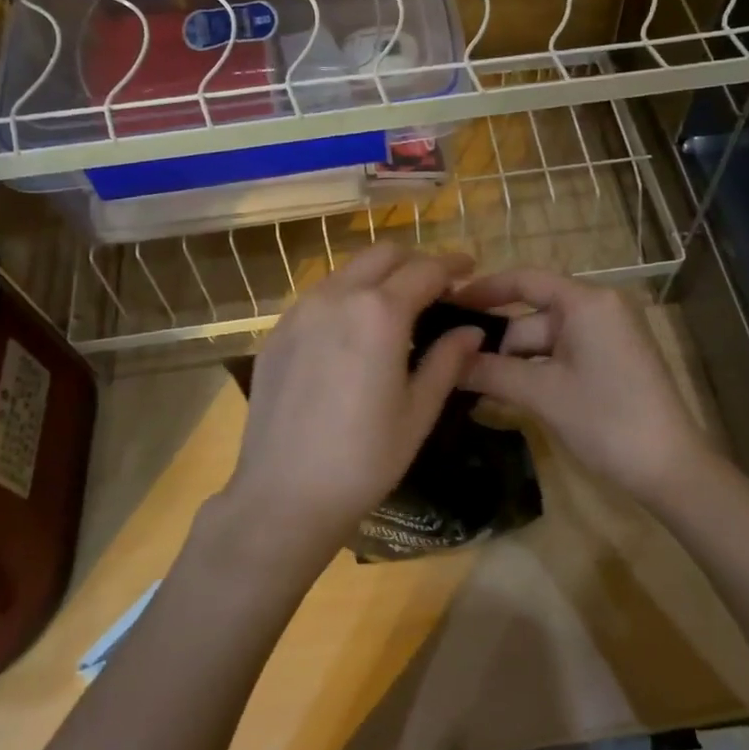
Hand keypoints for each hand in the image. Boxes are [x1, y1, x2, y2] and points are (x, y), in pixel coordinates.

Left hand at [195, 245, 485, 582]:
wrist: (284, 494)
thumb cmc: (364, 458)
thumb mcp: (418, 411)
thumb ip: (447, 360)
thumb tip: (471, 331)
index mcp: (380, 313)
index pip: (425, 270)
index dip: (452, 265)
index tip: (468, 270)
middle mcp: (337, 297)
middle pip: (383, 255)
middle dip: (415, 262)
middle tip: (436, 288)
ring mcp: (300, 312)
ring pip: (347, 271)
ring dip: (378, 277)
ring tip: (395, 308)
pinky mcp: (277, 332)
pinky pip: (319, 296)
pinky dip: (346, 298)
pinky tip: (352, 334)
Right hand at [453, 269, 716, 507]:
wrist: (668, 467)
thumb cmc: (605, 420)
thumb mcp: (542, 394)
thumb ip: (491, 371)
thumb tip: (446, 362)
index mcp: (587, 302)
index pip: (525, 280)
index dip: (483, 290)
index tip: (446, 303)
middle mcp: (598, 309)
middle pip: (531, 316)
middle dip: (494, 342)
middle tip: (449, 363)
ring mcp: (606, 337)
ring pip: (543, 341)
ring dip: (511, 363)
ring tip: (468, 384)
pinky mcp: (610, 362)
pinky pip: (561, 357)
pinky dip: (534, 372)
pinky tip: (503, 393)